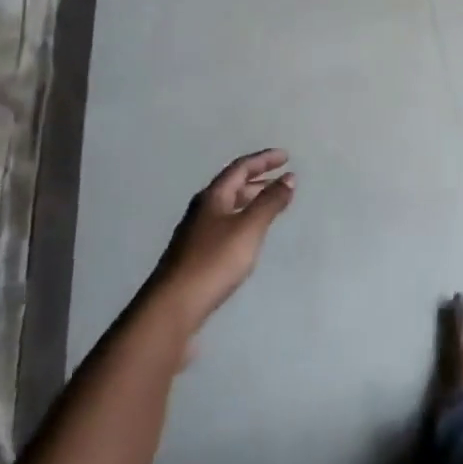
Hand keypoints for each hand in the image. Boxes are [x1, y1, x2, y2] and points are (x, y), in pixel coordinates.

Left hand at [147, 150, 295, 331]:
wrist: (173, 307)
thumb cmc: (214, 261)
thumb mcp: (248, 229)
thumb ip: (269, 202)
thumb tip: (289, 177)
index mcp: (213, 197)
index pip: (240, 168)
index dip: (263, 159)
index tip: (285, 156)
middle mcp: (202, 209)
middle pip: (232, 186)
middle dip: (258, 179)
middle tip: (282, 179)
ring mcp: (196, 233)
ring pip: (228, 206)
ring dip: (251, 200)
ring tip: (271, 205)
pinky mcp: (195, 255)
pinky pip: (225, 225)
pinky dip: (243, 220)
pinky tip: (249, 236)